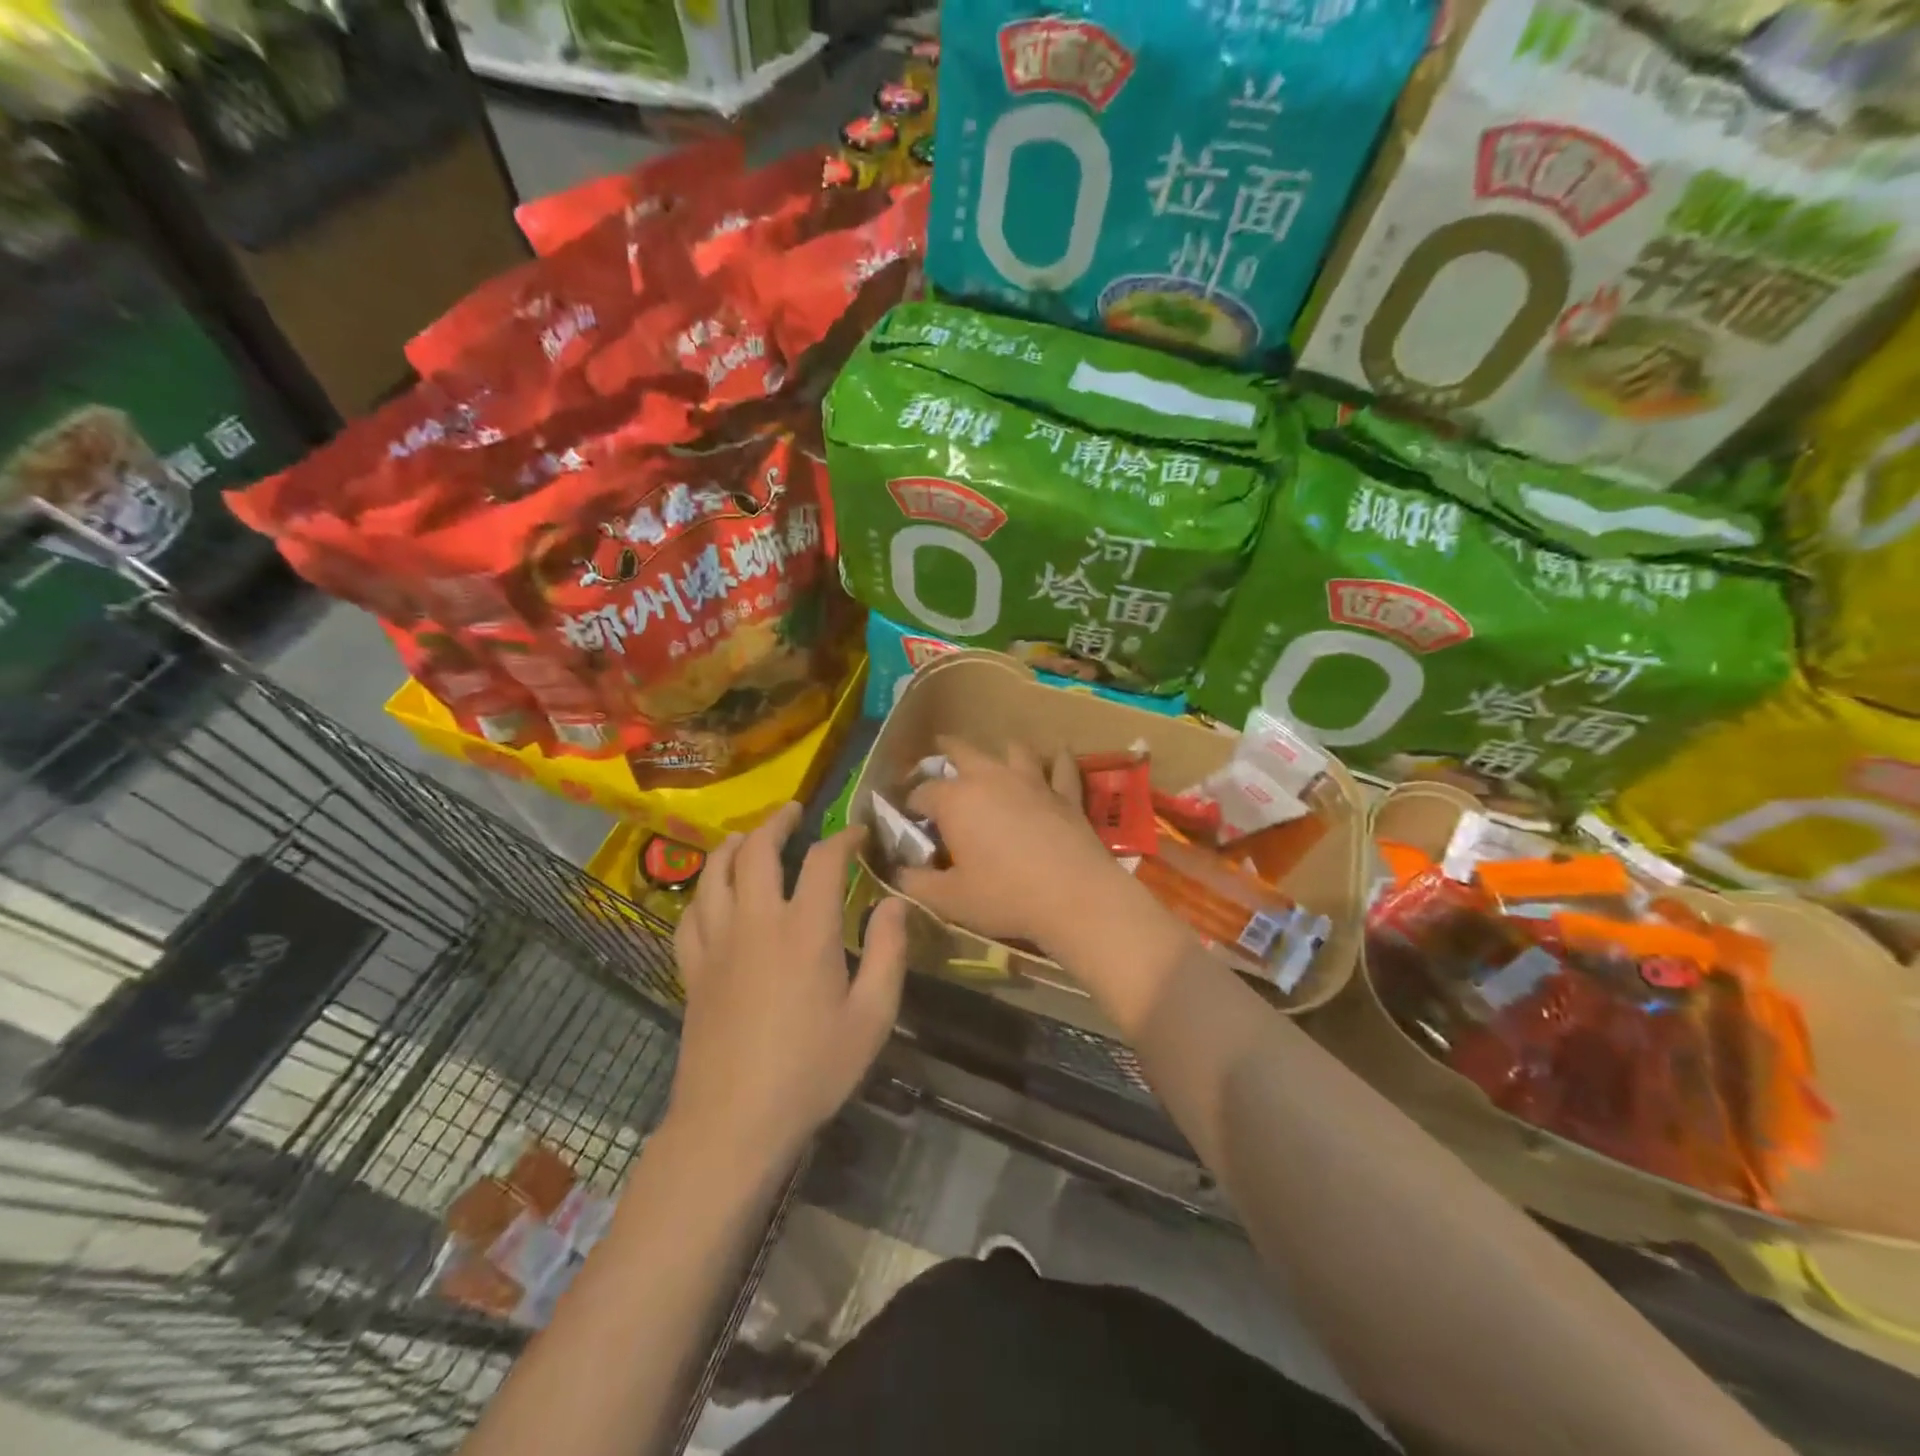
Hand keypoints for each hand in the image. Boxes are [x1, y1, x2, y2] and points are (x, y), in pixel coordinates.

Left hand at [669, 803, 907, 1166]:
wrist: (734, 1123)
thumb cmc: (812, 1071)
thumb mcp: (872, 1017)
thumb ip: (888, 953)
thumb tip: (894, 902)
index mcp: (805, 930)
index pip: (823, 860)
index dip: (843, 837)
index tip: (858, 833)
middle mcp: (755, 921)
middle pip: (756, 850)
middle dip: (776, 823)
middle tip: (794, 812)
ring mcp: (716, 943)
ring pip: (714, 872)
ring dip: (733, 845)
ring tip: (749, 837)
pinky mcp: (691, 969)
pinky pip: (689, 913)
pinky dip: (703, 890)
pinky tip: (713, 893)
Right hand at [897, 737, 1150, 958]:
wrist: (1075, 896)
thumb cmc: (1004, 896)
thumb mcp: (948, 900)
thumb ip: (916, 883)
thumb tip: (899, 873)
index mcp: (955, 800)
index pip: (921, 792)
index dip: (910, 804)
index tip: (907, 816)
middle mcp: (990, 778)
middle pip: (962, 751)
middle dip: (946, 751)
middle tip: (939, 752)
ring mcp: (1032, 781)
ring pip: (1012, 750)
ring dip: (1000, 750)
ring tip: (995, 755)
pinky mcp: (1065, 793)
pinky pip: (1061, 767)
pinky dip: (1058, 759)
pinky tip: (1059, 753)